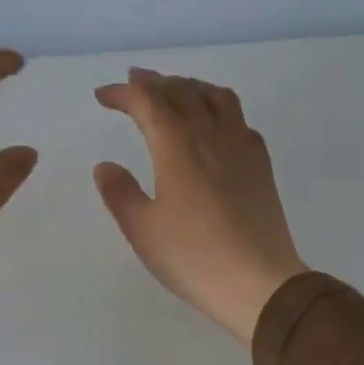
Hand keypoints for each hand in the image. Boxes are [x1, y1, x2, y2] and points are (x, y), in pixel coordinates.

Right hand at [94, 69, 307, 342]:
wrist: (259, 282)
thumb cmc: (193, 257)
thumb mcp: (142, 229)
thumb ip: (120, 193)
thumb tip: (105, 166)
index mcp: (177, 144)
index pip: (147, 101)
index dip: (123, 93)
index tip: (102, 97)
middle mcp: (211, 134)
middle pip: (182, 90)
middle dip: (154, 82)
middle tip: (134, 82)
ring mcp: (241, 146)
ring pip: (216, 97)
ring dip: (190, 86)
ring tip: (175, 91)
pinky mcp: (261, 165)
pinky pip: (239, 119)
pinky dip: (219, 108)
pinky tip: (215, 125)